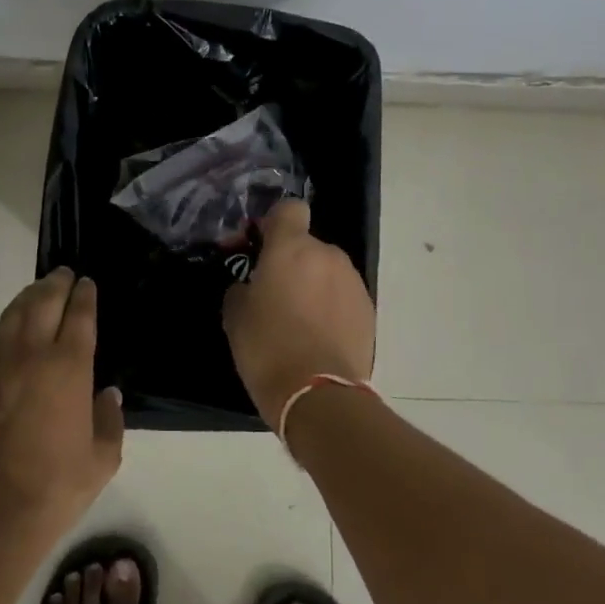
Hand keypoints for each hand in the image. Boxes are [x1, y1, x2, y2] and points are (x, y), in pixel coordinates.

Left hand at [0, 268, 124, 546]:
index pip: (79, 316)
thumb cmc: (53, 489)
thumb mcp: (101, 461)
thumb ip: (109, 421)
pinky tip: (8, 339)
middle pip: (42, 302)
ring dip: (27, 298)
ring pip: (11, 316)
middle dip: (55, 284)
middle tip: (63, 274)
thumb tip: (107, 395)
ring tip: (37, 292)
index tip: (87, 283)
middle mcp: (29, 355)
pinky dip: (4, 333)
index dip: (84, 295)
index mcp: (67, 367)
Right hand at [223, 199, 375, 426]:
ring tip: (299, 321)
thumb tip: (251, 286)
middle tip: (274, 294)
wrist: (319, 395)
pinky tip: (318, 337)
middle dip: (292, 263)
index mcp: (291, 248)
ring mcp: (352, 282)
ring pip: (326, 271)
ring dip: (313, 285)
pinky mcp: (369, 310)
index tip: (262, 246)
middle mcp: (326, 256)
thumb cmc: (267, 347)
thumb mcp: (235, 316)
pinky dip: (331, 307)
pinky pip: (342, 296)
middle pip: (307, 245)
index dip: (275, 222)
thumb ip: (243, 288)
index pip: (290, 209)